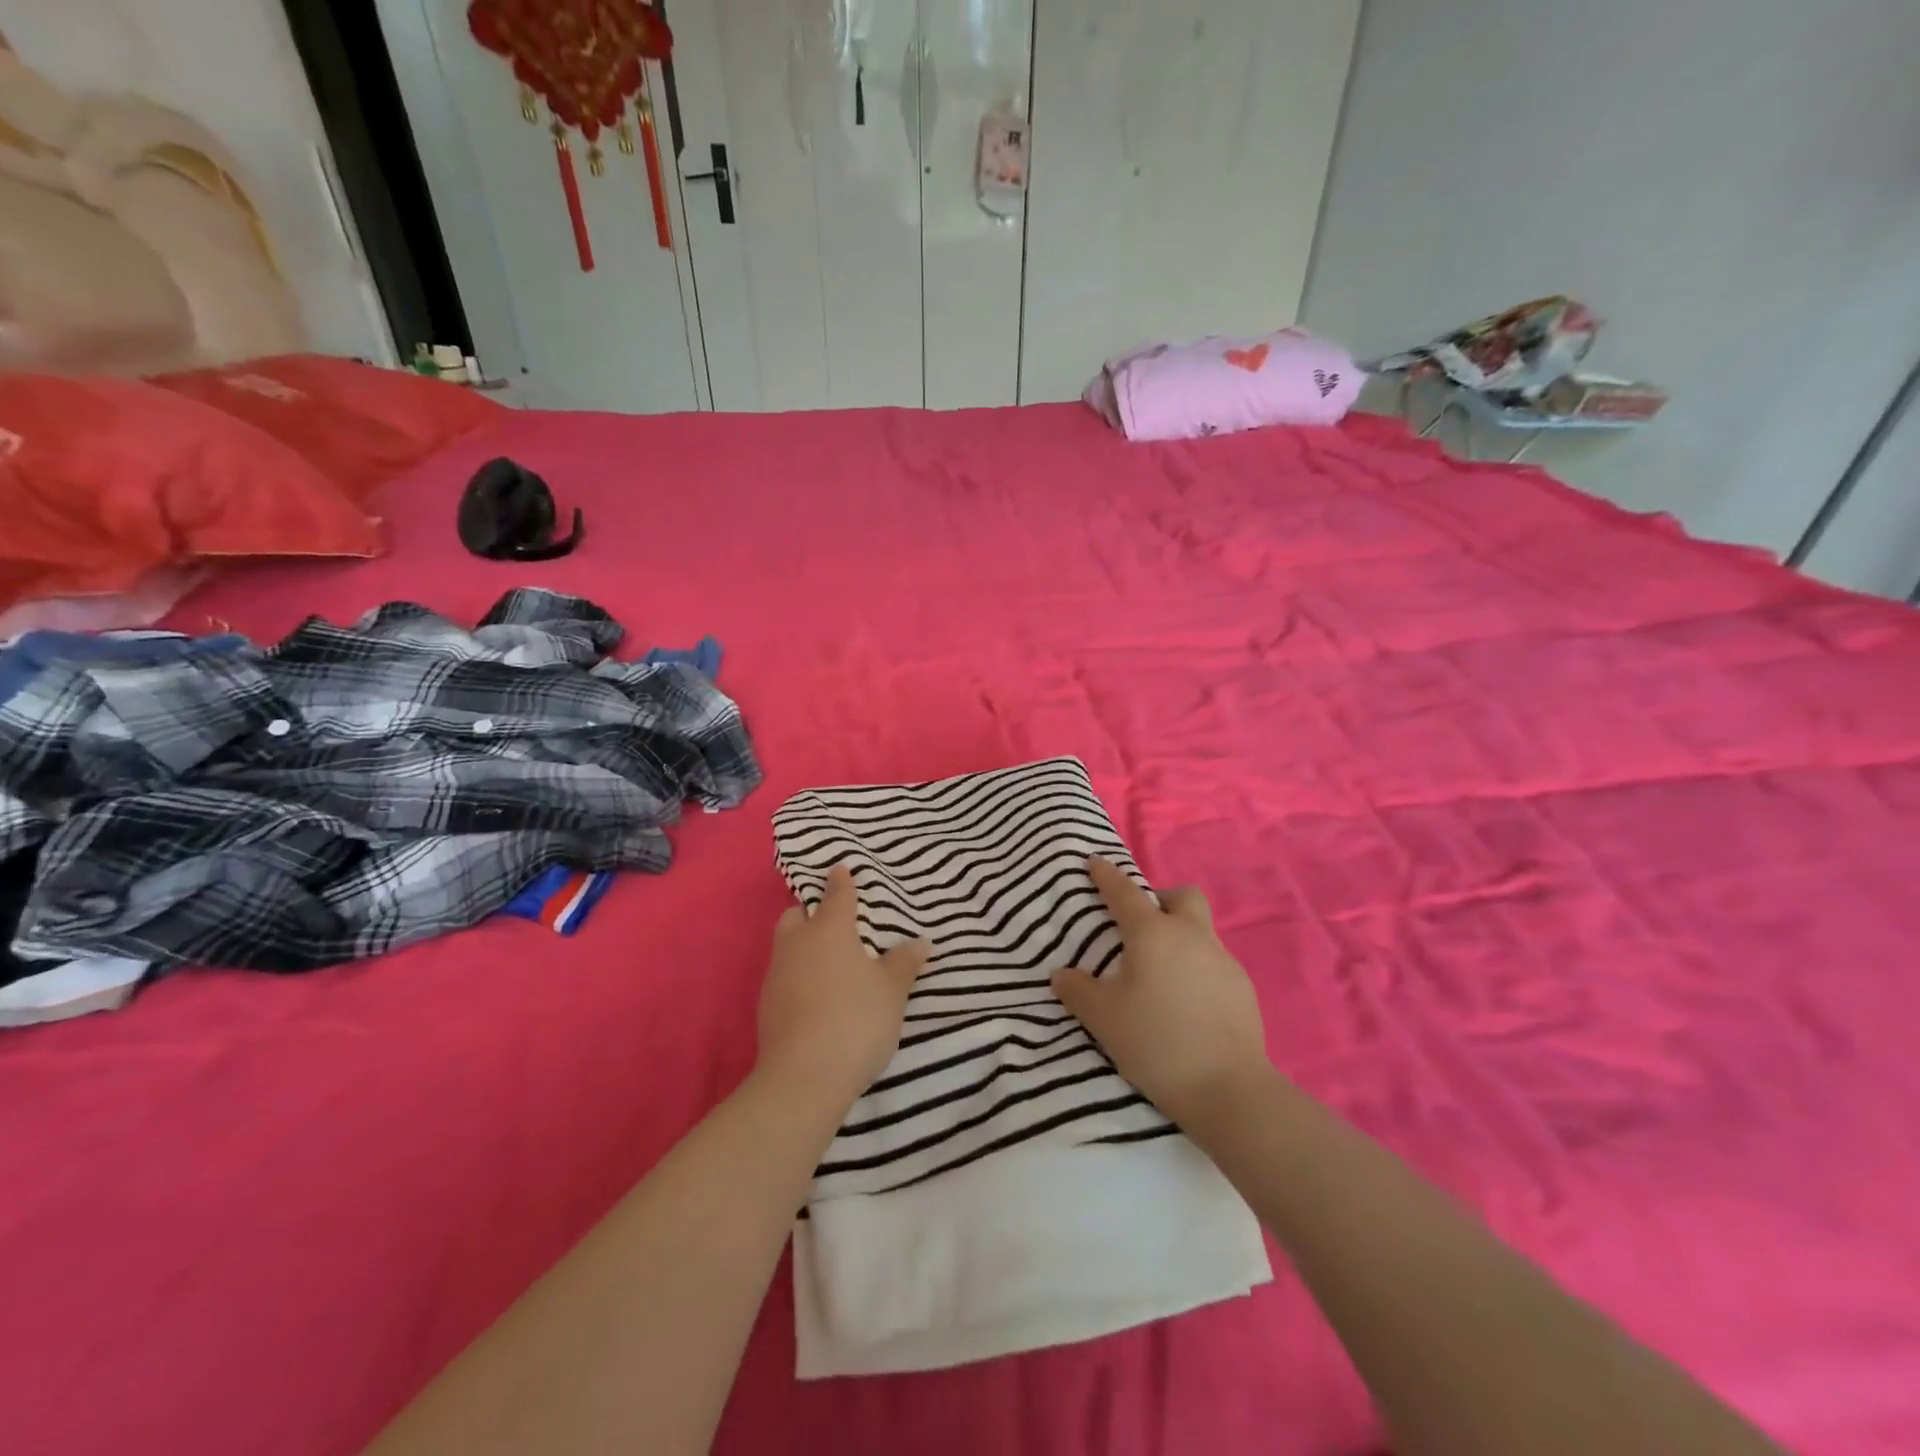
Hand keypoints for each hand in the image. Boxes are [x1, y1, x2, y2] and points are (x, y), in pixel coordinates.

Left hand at [757, 865, 930, 1111]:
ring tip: (829, 962)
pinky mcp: (766, 1007)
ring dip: (803, 946)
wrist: (803, 1077)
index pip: (837, 895)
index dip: (841, 881)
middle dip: (811, 912)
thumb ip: (904, 963)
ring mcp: (776, 975)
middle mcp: (797, 944)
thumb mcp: (892, 990)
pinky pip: (783, 977)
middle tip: (834, 923)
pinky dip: (798, 977)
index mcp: (829, 930)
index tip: (840, 869)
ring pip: (786, 946)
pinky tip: (816, 996)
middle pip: (796, 915)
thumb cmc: (855, 1019)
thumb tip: (921, 942)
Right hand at [1052, 857, 1270, 1130]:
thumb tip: (1063, 975)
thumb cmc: (1156, 1042)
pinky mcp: (1243, 988)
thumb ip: (1078, 991)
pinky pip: (1213, 963)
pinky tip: (1185, 1002)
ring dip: (1179, 936)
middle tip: (1140, 925)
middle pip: (1181, 896)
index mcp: (1153, 934)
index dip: (1106, 875)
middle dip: (1160, 899)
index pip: (1125, 892)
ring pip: (1200, 930)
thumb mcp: (1103, 1018)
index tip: (1094, 862)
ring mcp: (1223, 960)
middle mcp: (1191, 936)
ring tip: (1159, 973)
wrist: (1228, 1089)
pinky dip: (1196, 968)